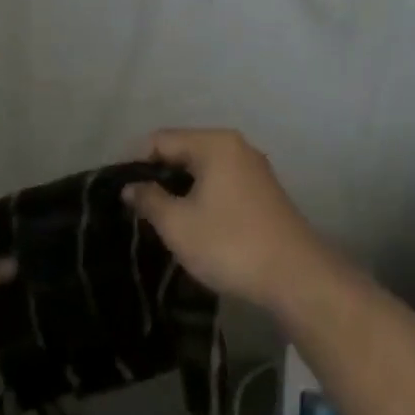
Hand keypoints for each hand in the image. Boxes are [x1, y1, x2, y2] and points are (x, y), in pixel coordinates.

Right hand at [124, 129, 329, 311]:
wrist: (295, 275)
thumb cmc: (229, 243)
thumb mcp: (178, 224)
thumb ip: (149, 200)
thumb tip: (130, 186)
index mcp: (214, 143)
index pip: (161, 139)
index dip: (135, 163)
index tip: (119, 192)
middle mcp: (235, 145)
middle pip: (183, 150)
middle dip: (158, 175)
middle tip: (136, 207)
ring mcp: (253, 167)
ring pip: (203, 167)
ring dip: (180, 188)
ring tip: (160, 217)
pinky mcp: (262, 190)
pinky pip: (221, 181)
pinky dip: (202, 195)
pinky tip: (193, 221)